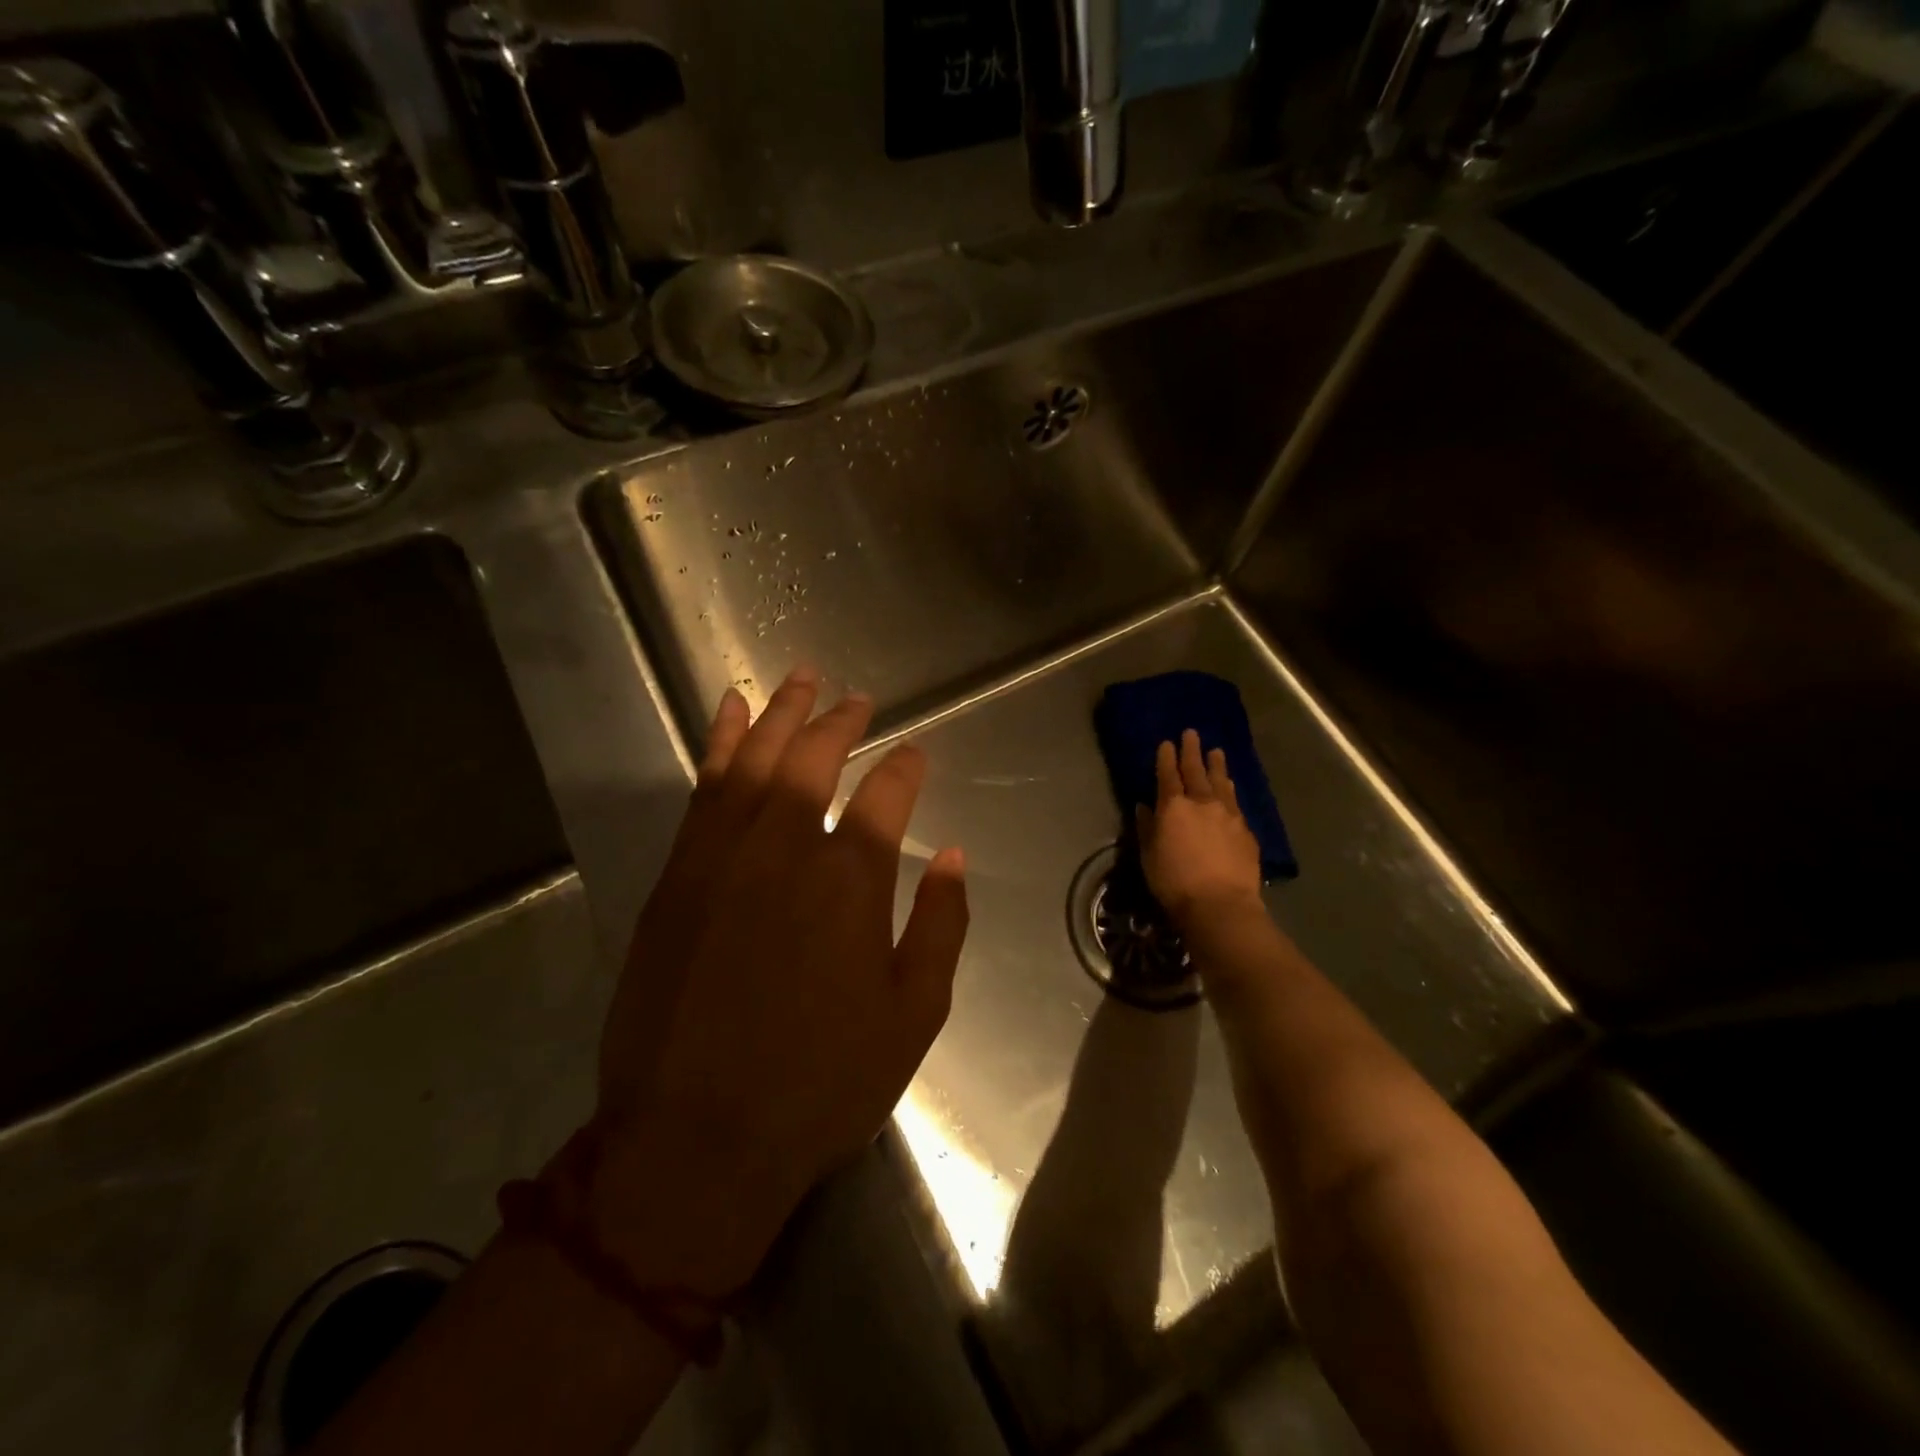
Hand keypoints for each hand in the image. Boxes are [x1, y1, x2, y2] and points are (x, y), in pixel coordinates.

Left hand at [586, 668, 968, 1297]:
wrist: (695, 1142)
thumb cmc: (819, 1085)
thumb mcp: (912, 1017)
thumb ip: (940, 926)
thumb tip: (953, 856)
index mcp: (851, 882)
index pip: (887, 795)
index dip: (906, 767)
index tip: (916, 754)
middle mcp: (786, 850)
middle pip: (815, 759)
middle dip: (841, 722)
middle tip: (858, 699)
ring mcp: (723, 857)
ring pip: (754, 759)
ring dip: (779, 712)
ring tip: (800, 677)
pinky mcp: (677, 875)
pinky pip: (703, 790)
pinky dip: (719, 743)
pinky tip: (728, 714)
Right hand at [1137, 729, 1262, 928]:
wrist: (1221, 905)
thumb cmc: (1175, 882)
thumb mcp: (1149, 856)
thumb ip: (1147, 827)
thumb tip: (1145, 806)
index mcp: (1173, 806)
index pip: (1168, 774)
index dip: (1166, 757)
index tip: (1167, 742)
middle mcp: (1202, 802)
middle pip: (1196, 770)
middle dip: (1192, 750)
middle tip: (1192, 733)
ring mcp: (1228, 814)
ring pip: (1221, 782)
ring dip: (1217, 765)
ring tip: (1216, 752)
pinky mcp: (1246, 830)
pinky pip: (1236, 802)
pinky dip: (1230, 790)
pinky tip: (1230, 789)